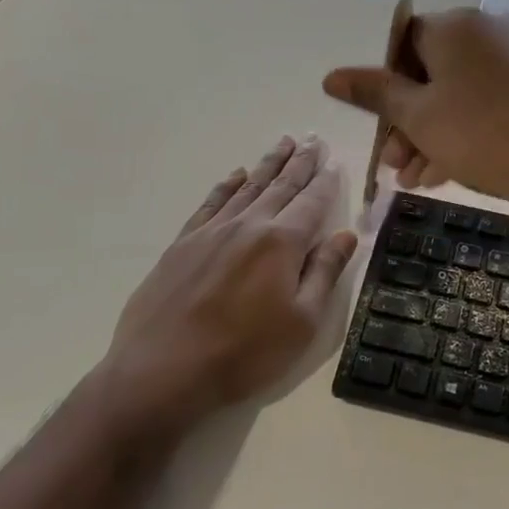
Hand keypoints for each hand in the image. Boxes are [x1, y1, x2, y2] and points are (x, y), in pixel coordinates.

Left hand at [102, 135, 358, 426]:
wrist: (162, 370)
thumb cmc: (244, 353)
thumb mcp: (302, 322)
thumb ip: (325, 272)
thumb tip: (346, 235)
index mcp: (282, 242)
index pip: (312, 202)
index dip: (326, 181)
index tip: (335, 161)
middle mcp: (249, 225)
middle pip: (281, 186)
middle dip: (300, 161)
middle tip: (312, 138)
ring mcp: (212, 231)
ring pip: (248, 186)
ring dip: (268, 164)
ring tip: (283, 142)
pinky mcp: (184, 243)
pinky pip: (212, 202)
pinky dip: (228, 185)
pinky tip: (236, 174)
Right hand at [322, 8, 508, 215]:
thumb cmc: (484, 135)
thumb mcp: (418, 117)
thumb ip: (374, 93)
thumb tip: (331, 76)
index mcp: (456, 26)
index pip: (404, 44)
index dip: (385, 88)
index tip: (382, 130)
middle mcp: (489, 30)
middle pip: (432, 72)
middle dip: (407, 122)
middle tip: (396, 167)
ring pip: (459, 93)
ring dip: (432, 134)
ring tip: (417, 180)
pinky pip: (489, 102)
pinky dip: (465, 131)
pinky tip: (449, 173)